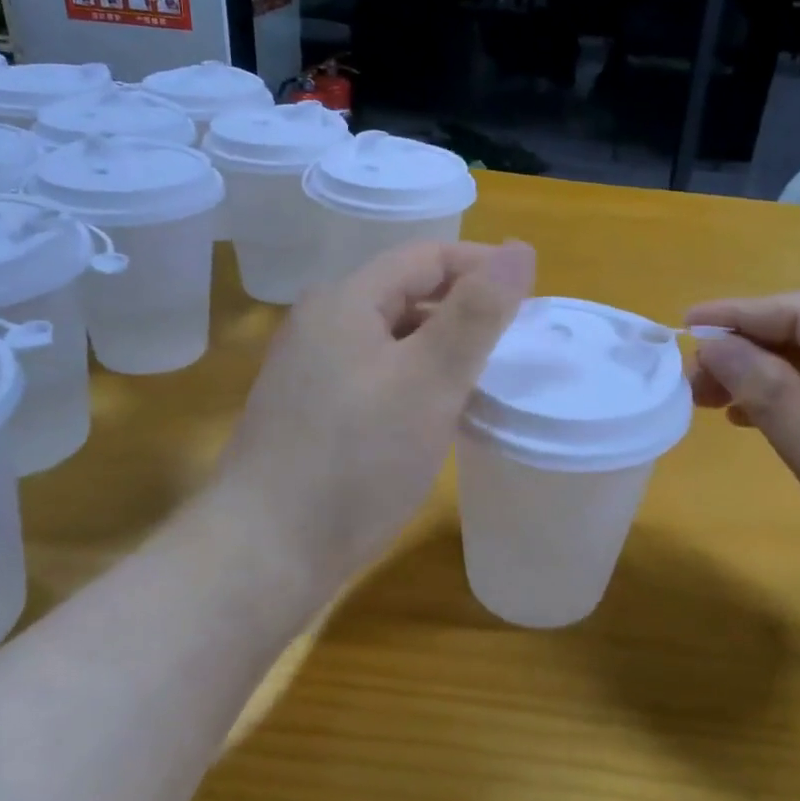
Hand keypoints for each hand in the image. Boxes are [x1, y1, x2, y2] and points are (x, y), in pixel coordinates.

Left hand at [209, 240, 536, 604]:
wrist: (265, 552)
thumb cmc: (356, 460)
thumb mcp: (429, 380)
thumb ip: (478, 313)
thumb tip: (520, 249)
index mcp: (346, 300)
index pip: (427, 257)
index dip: (484, 266)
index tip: (534, 298)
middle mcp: (322, 323)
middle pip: (408, 294)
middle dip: (466, 309)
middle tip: (517, 343)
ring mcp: (312, 369)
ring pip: (394, 338)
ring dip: (443, 348)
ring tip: (488, 378)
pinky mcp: (313, 410)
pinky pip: (378, 374)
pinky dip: (417, 380)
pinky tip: (440, 412)